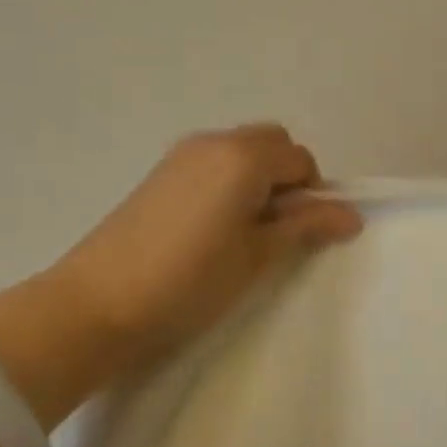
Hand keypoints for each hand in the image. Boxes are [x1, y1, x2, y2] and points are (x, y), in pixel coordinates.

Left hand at [0, 124, 362, 425]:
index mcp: (244, 156)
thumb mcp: (257, 256)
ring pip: (242, 150)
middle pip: (273, 143)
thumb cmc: (189, 281)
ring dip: (258, 178)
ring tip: (245, 230)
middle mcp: (215, 142)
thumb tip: (352, 215)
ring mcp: (182, 154)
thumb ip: (305, 226)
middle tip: (277, 227)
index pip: (301, 160)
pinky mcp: (160, 173)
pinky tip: (213, 227)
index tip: (301, 233)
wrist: (93, 305)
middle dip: (288, 177)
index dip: (312, 194)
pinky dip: (229, 181)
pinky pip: (213, 162)